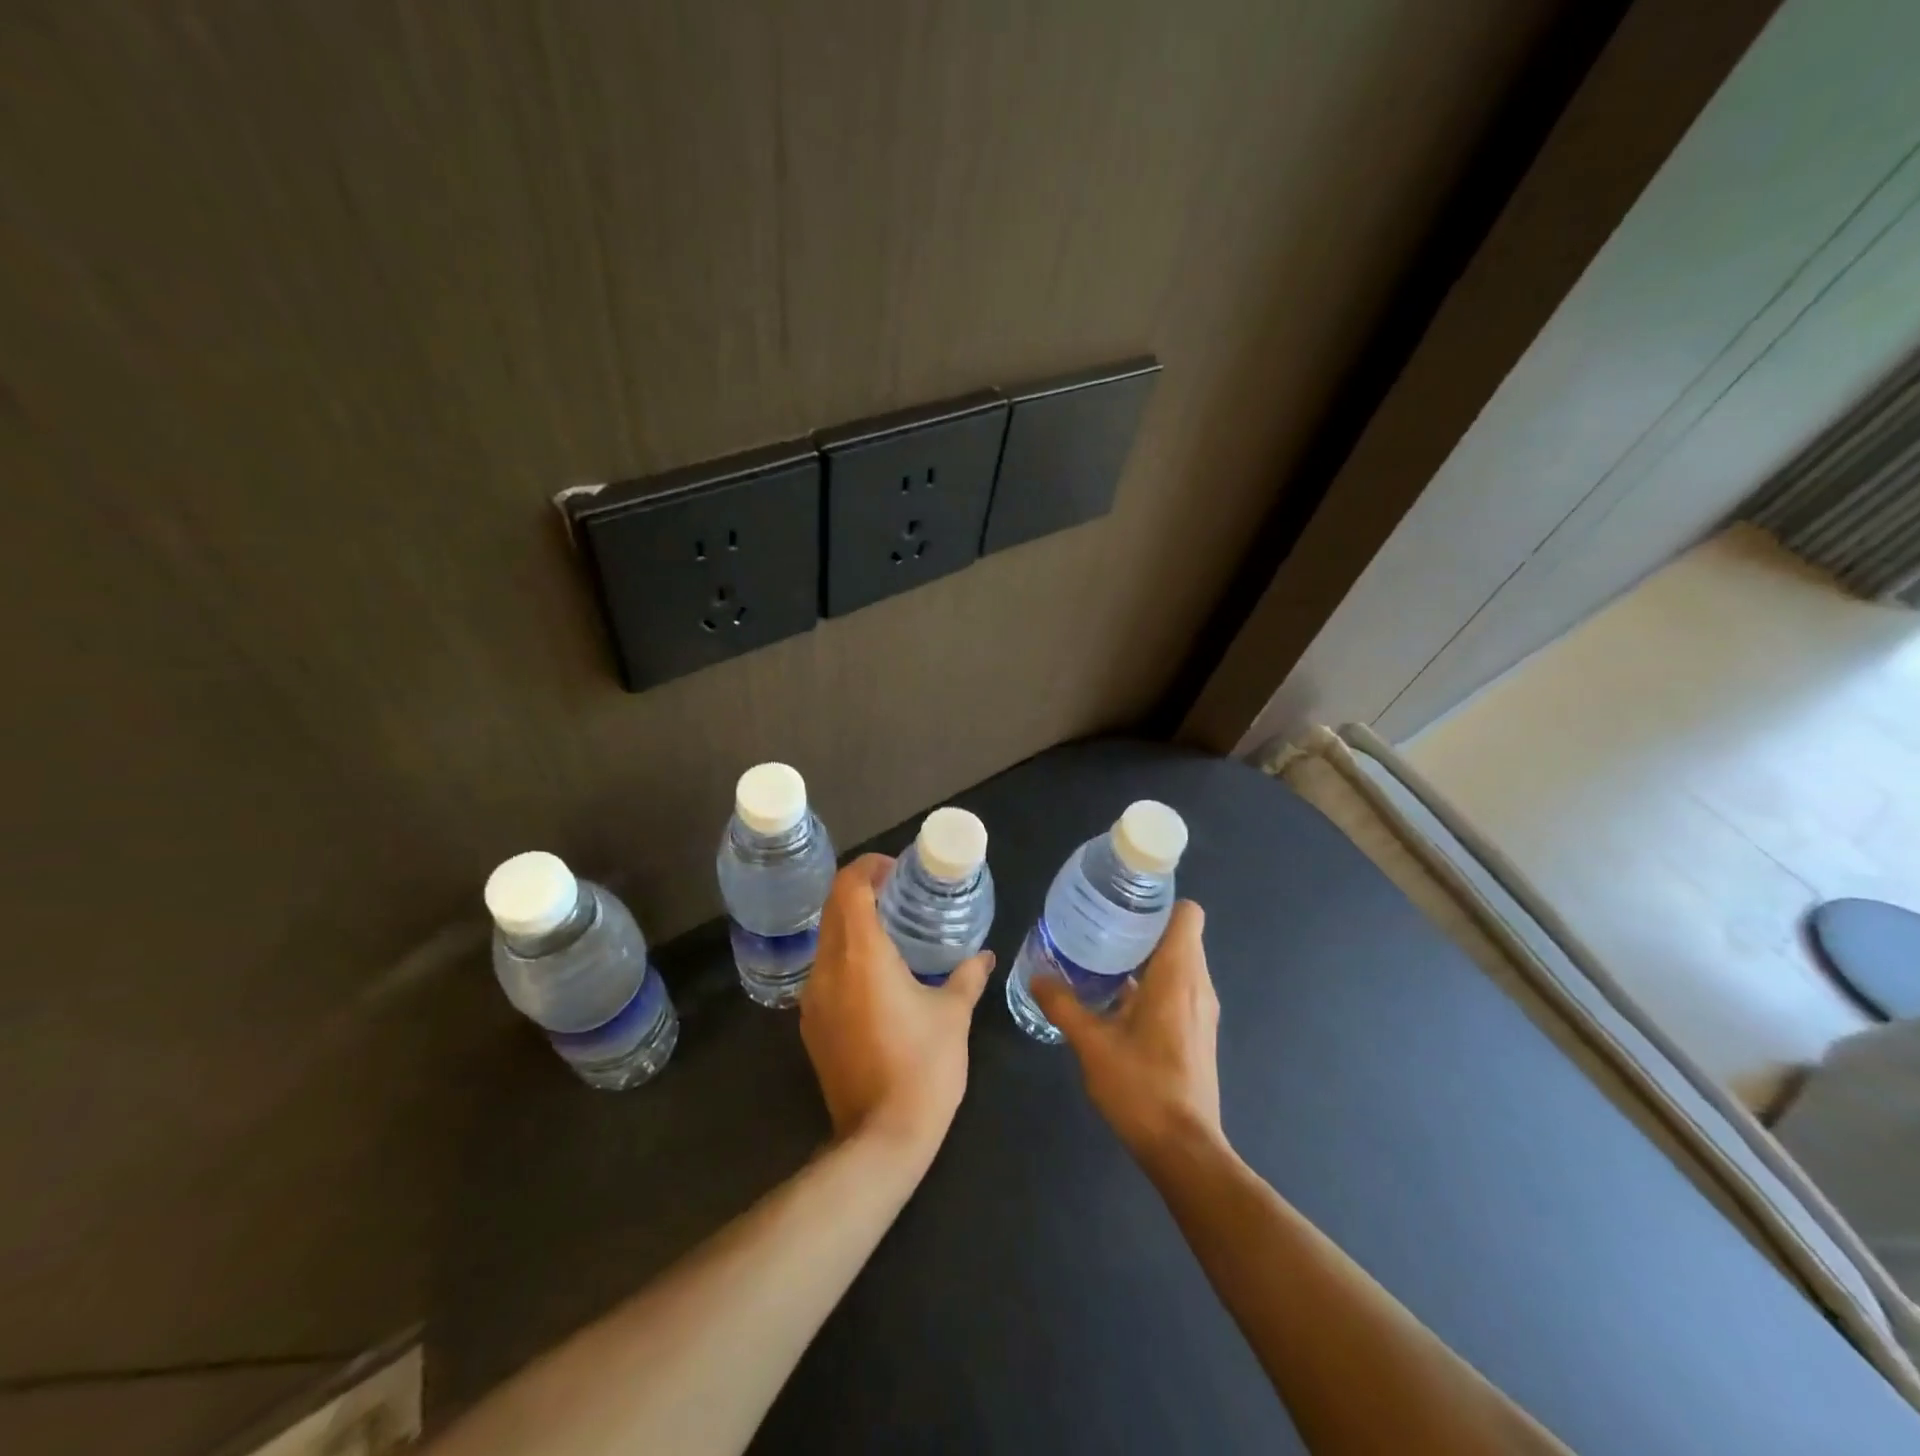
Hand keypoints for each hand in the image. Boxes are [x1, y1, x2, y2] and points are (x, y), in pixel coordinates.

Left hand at [799, 855, 993, 1157]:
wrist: (881, 1138)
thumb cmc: (924, 1066)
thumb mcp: (953, 1015)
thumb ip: (967, 976)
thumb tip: (985, 955)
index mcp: (862, 955)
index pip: (849, 888)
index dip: (869, 867)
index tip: (896, 868)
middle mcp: (828, 968)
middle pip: (832, 907)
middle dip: (860, 889)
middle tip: (897, 891)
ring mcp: (813, 998)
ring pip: (825, 939)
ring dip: (851, 922)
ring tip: (888, 928)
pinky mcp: (811, 1024)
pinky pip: (823, 971)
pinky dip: (845, 955)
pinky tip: (874, 973)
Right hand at [1031, 901, 1223, 1165]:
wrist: (1184, 1149)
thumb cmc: (1142, 1087)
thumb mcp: (1092, 1043)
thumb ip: (1064, 1005)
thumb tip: (1037, 976)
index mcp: (1178, 975)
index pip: (1187, 914)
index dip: (1160, 903)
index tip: (1125, 904)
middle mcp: (1199, 985)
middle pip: (1181, 934)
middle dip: (1144, 926)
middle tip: (1102, 926)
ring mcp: (1203, 1010)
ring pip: (1181, 962)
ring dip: (1147, 955)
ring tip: (1104, 957)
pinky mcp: (1199, 1031)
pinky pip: (1181, 986)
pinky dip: (1155, 981)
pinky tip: (1118, 998)